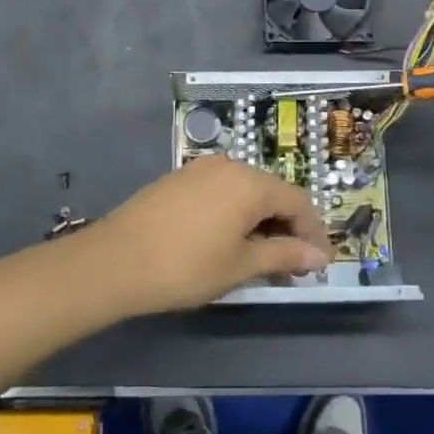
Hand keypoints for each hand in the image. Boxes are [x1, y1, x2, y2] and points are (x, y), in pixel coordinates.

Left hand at [82, 157, 334, 315]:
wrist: (113, 261)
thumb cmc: (185, 266)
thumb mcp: (240, 265)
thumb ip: (283, 256)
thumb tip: (319, 256)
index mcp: (250, 182)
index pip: (298, 202)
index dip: (313, 233)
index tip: (320, 264)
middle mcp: (228, 166)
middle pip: (272, 193)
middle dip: (287, 227)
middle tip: (292, 265)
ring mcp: (200, 169)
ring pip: (245, 192)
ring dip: (260, 221)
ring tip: (261, 257)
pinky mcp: (178, 180)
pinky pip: (221, 192)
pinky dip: (234, 214)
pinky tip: (228, 240)